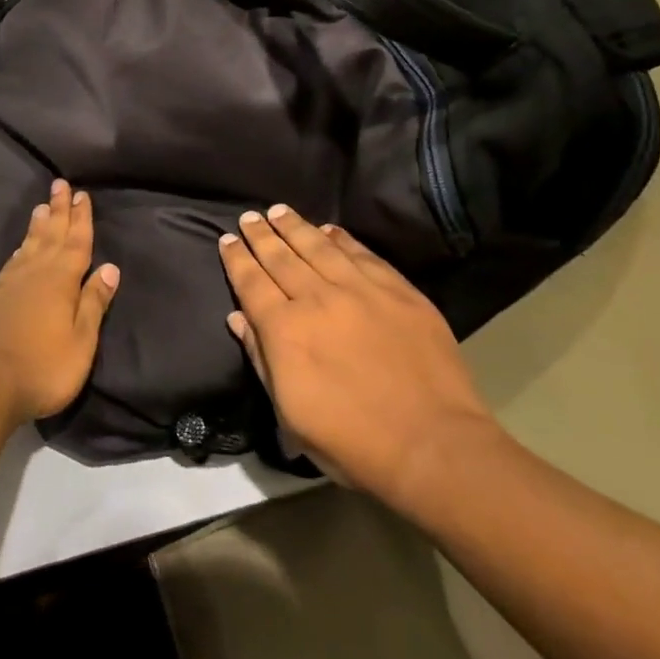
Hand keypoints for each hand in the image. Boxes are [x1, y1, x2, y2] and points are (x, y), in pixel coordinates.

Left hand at [0, 179, 118, 426]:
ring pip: (28, 245)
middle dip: (58, 210)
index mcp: (60, 281)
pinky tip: (21, 249)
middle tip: (60, 184)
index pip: (76, 242)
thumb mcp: (82, 341)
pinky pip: (12, 263)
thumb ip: (93, 302)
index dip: (81, 219)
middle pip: (50, 235)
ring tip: (42, 207)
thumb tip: (110, 268)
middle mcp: (34, 274)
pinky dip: (20, 249)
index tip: (82, 195)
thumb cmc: (44, 367)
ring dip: (38, 225)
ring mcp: (10, 285)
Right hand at [219, 204, 499, 510]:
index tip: (227, 240)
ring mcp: (362, 291)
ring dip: (295, 227)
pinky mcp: (399, 292)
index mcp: (285, 330)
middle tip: (249, 217)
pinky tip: (329, 230)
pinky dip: (342, 239)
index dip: (237, 259)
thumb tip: (238, 318)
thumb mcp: (289, 414)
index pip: (251, 283)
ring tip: (280, 211)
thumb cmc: (351, 442)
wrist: (433, 446)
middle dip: (261, 235)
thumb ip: (261, 359)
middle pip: (281, 257)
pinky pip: (363, 255)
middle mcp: (318, 299)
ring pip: (319, 247)